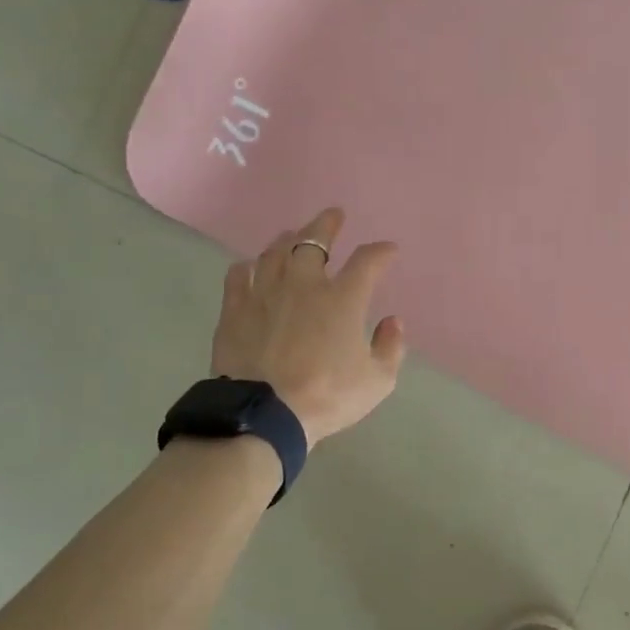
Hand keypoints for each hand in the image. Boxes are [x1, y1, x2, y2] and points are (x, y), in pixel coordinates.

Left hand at [211, 207, 405, 446]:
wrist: (264, 414)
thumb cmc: (326, 396)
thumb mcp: (377, 381)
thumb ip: (390, 347)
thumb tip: (393, 321)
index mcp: (343, 299)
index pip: (367, 261)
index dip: (381, 252)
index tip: (388, 250)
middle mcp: (304, 285)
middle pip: (314, 240)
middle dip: (327, 224)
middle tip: (334, 215)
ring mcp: (266, 293)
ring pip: (275, 252)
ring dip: (287, 239)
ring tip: (292, 235)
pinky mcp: (235, 309)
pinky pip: (239, 275)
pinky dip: (248, 267)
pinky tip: (251, 267)